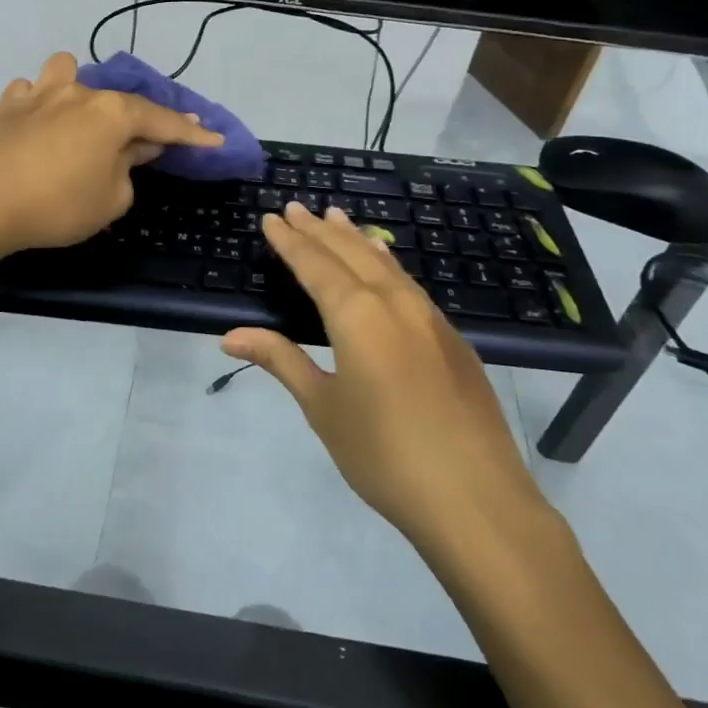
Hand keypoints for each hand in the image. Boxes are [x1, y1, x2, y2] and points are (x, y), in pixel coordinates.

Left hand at [0, 52, 223, 256]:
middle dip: (140, 118)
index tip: (214, 139)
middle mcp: (79, 93)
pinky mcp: (7, 104)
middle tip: (150, 142)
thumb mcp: (110, 200)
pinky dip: (40, 103)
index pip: (163, 121)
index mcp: (112, 114)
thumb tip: (133, 149)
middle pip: (120, 100)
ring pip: (67, 71)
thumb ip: (129, 169)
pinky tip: (38, 123)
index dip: (191, 133)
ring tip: (81, 115)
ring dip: (81, 89)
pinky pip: (31, 91)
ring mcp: (39, 93)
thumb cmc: (56, 207)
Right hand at [222, 202, 549, 557]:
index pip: (315, 265)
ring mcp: (431, 319)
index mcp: (358, 315)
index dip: (290, 241)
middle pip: (350, 254)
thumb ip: (281, 360)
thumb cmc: (384, 454)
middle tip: (297, 207)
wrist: (476, 500)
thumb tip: (231, 335)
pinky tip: (385, 265)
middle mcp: (395, 303)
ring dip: (356, 239)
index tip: (272, 218)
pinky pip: (410, 284)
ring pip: (386, 264)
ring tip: (337, 217)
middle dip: (320, 230)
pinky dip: (387, 264)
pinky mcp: (454, 340)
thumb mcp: (323, 407)